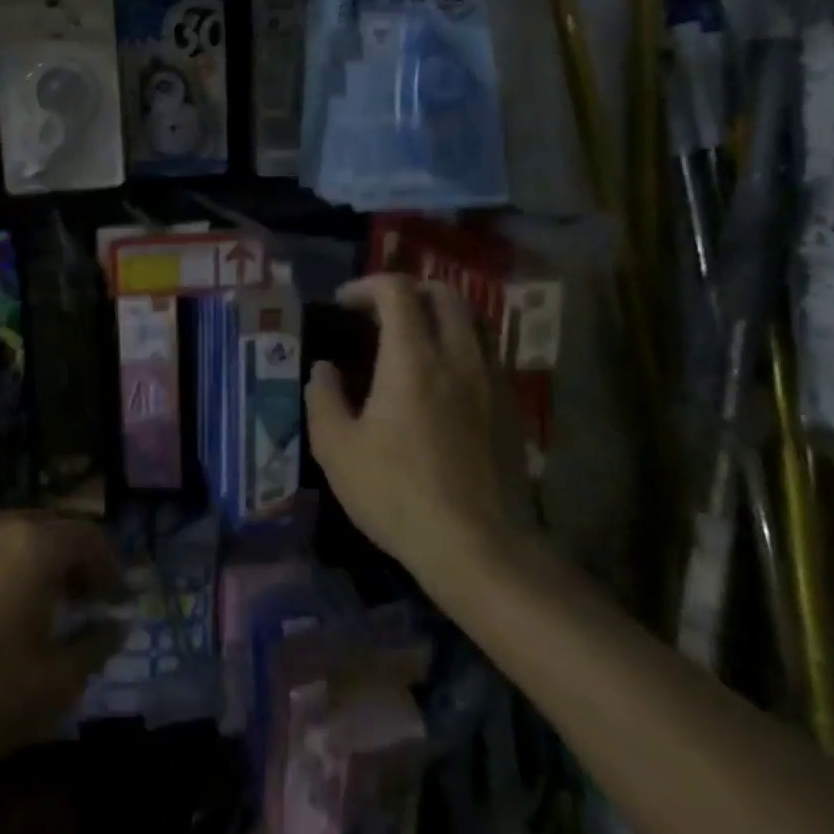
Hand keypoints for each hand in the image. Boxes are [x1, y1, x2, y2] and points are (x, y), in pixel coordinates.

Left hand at [0, 513, 124, 778]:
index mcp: (35, 545)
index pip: (90, 537)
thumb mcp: (50, 687)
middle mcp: (0, 525)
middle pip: (53, 529)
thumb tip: (117, 624)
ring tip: (43, 605)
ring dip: (38, 562)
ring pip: (15, 536)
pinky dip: (3, 568)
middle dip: (76, 560)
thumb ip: (93, 648)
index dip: (111, 566)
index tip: (118, 600)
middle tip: (86, 599)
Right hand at [306, 276, 521, 600]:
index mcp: (413, 358)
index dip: (367, 285)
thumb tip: (324, 370)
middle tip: (379, 312)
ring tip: (412, 339)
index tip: (344, 304)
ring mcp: (491, 381)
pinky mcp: (510, 409)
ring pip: (473, 321)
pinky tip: (440, 381)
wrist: (480, 548)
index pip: (397, 290)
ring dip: (439, 315)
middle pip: (444, 294)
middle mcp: (458, 357)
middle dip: (408, 291)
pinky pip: (487, 354)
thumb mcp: (336, 449)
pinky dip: (460, 347)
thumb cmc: (398, 494)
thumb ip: (323, 398)